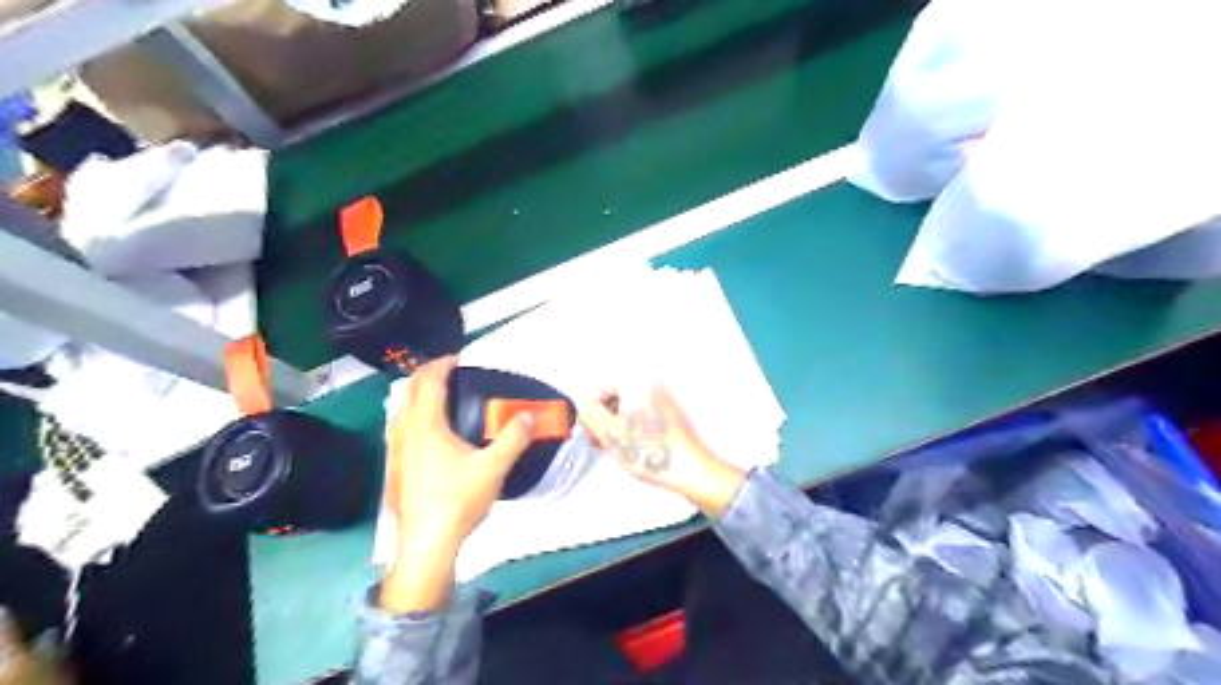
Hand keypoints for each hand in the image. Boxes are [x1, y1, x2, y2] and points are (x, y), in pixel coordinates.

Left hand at [380, 356, 533, 612]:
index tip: (459, 359)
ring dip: (417, 394)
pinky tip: (427, 432)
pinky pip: (399, 426)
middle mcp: (405, 431)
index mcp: (426, 425)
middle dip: (428, 375)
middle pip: (410, 390)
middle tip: (451, 372)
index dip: (442, 365)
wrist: (426, 542)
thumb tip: (529, 416)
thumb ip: (513, 438)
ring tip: (439, 397)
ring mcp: (395, 450)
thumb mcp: (493, 468)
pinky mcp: (394, 466)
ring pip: (400, 409)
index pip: (429, 382)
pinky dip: (412, 414)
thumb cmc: (457, 501)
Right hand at [580, 387, 742, 515]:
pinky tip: (635, 451)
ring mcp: (666, 401)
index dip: (593, 414)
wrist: (693, 471)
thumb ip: (590, 414)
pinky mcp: (674, 417)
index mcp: (638, 384)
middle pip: (617, 399)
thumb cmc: (651, 452)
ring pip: (631, 411)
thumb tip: (584, 405)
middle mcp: (653, 386)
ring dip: (619, 428)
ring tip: (619, 452)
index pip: (602, 390)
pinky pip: (645, 418)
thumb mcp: (610, 433)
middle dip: (606, 421)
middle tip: (604, 446)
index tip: (593, 436)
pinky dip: (636, 431)